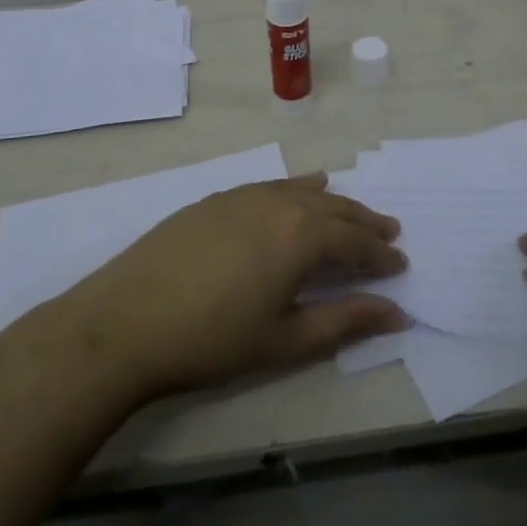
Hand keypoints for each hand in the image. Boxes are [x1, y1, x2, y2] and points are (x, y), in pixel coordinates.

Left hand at [55, 175, 408, 401]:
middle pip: (334, 209)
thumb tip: (396, 313)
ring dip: (333, 204)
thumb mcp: (285, 339)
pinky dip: (295, 189)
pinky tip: (300, 190)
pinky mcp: (217, 199)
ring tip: (352, 212)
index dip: (380, 255)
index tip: (401, 266)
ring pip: (303, 192)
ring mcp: (244, 196)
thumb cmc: (212, 339)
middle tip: (389, 234)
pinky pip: (271, 186)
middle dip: (365, 223)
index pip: (355, 241)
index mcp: (301, 235)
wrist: (126, 321)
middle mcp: (279, 203)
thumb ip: (344, 321)